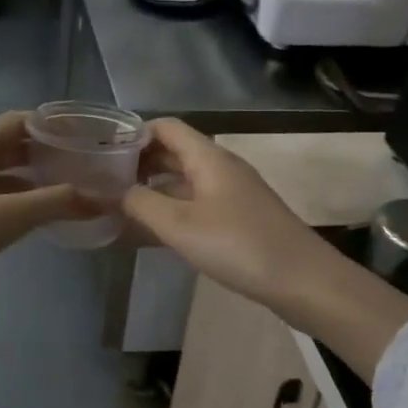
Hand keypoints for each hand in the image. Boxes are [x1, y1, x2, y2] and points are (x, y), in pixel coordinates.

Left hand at [0, 111, 99, 312]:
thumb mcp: (5, 218)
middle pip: (8, 147)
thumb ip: (54, 204)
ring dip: (31, 181)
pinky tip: (35, 218)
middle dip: (45, 155)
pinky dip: (13, 203)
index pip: (16, 122)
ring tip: (69, 191)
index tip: (87, 137)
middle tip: (85, 167)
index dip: (52, 127)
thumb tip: (101, 199)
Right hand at [122, 120, 407, 378]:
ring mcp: (233, 192)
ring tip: (123, 204)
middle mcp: (221, 167)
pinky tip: (157, 228)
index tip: (105, 153)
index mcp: (208, 157)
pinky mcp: (240, 217)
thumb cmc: (238, 245)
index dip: (134, 134)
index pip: (166, 127)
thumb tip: (116, 191)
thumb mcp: (179, 225)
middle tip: (106, 181)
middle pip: (175, 150)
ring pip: (186, 178)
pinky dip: (173, 206)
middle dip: (140, 161)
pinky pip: (198, 200)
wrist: (302, 280)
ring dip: (155, 186)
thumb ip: (141, 204)